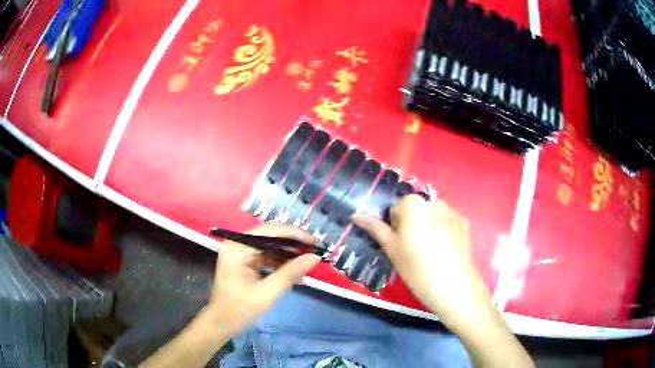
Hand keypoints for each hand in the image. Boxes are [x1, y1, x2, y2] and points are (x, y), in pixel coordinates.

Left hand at [204, 223, 320, 335]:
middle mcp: (237, 243)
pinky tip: (295, 269)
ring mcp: (240, 252)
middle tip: (315, 250)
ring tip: (308, 260)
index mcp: (237, 247)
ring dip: (289, 253)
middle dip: (294, 243)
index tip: (316, 243)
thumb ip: (290, 273)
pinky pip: (266, 255)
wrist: (221, 324)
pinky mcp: (244, 261)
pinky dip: (281, 261)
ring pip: (270, 245)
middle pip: (270, 235)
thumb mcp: (267, 293)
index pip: (270, 232)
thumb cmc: (239, 310)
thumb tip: (315, 257)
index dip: (295, 235)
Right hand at [354, 195, 489, 325]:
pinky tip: (445, 251)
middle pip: (416, 210)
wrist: (452, 285)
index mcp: (413, 204)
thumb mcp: (391, 249)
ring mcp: (452, 211)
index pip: (396, 209)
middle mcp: (433, 201)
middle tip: (414, 250)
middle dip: (413, 224)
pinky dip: (444, 231)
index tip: (400, 246)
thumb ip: (375, 228)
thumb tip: (356, 216)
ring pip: (432, 216)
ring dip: (429, 227)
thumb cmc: (416, 267)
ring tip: (431, 252)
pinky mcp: (464, 222)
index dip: (396, 227)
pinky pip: (448, 222)